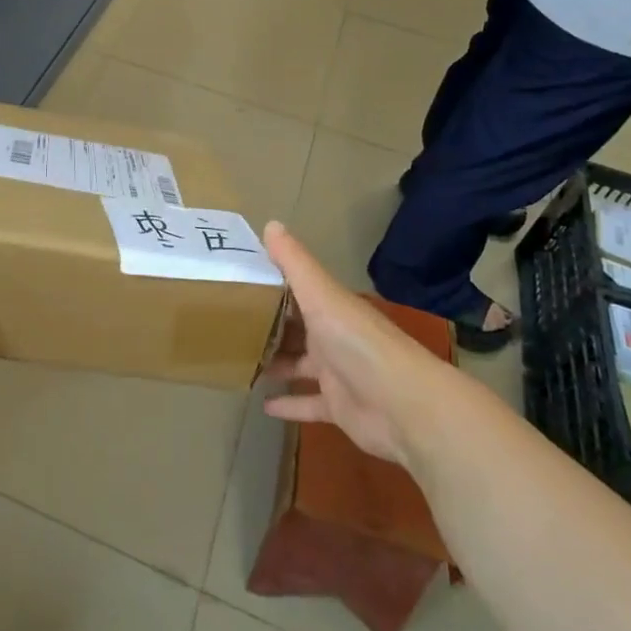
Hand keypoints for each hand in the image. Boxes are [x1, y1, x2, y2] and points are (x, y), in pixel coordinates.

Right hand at [259, 222, 424, 467]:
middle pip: (294, 328)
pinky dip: (288, 404)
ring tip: (238, 360)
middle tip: (227, 325)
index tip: (235, 282)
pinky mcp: (339, 407)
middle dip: (267, 327)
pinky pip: (308, 404)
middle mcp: (333, 336)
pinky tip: (262, 405)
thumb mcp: (322, 296)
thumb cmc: (357, 343)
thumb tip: (270, 223)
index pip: (296, 292)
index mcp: (330, 308)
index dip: (269, 286)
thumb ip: (294, 263)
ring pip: (298, 364)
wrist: (404, 406)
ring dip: (274, 363)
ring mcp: (337, 373)